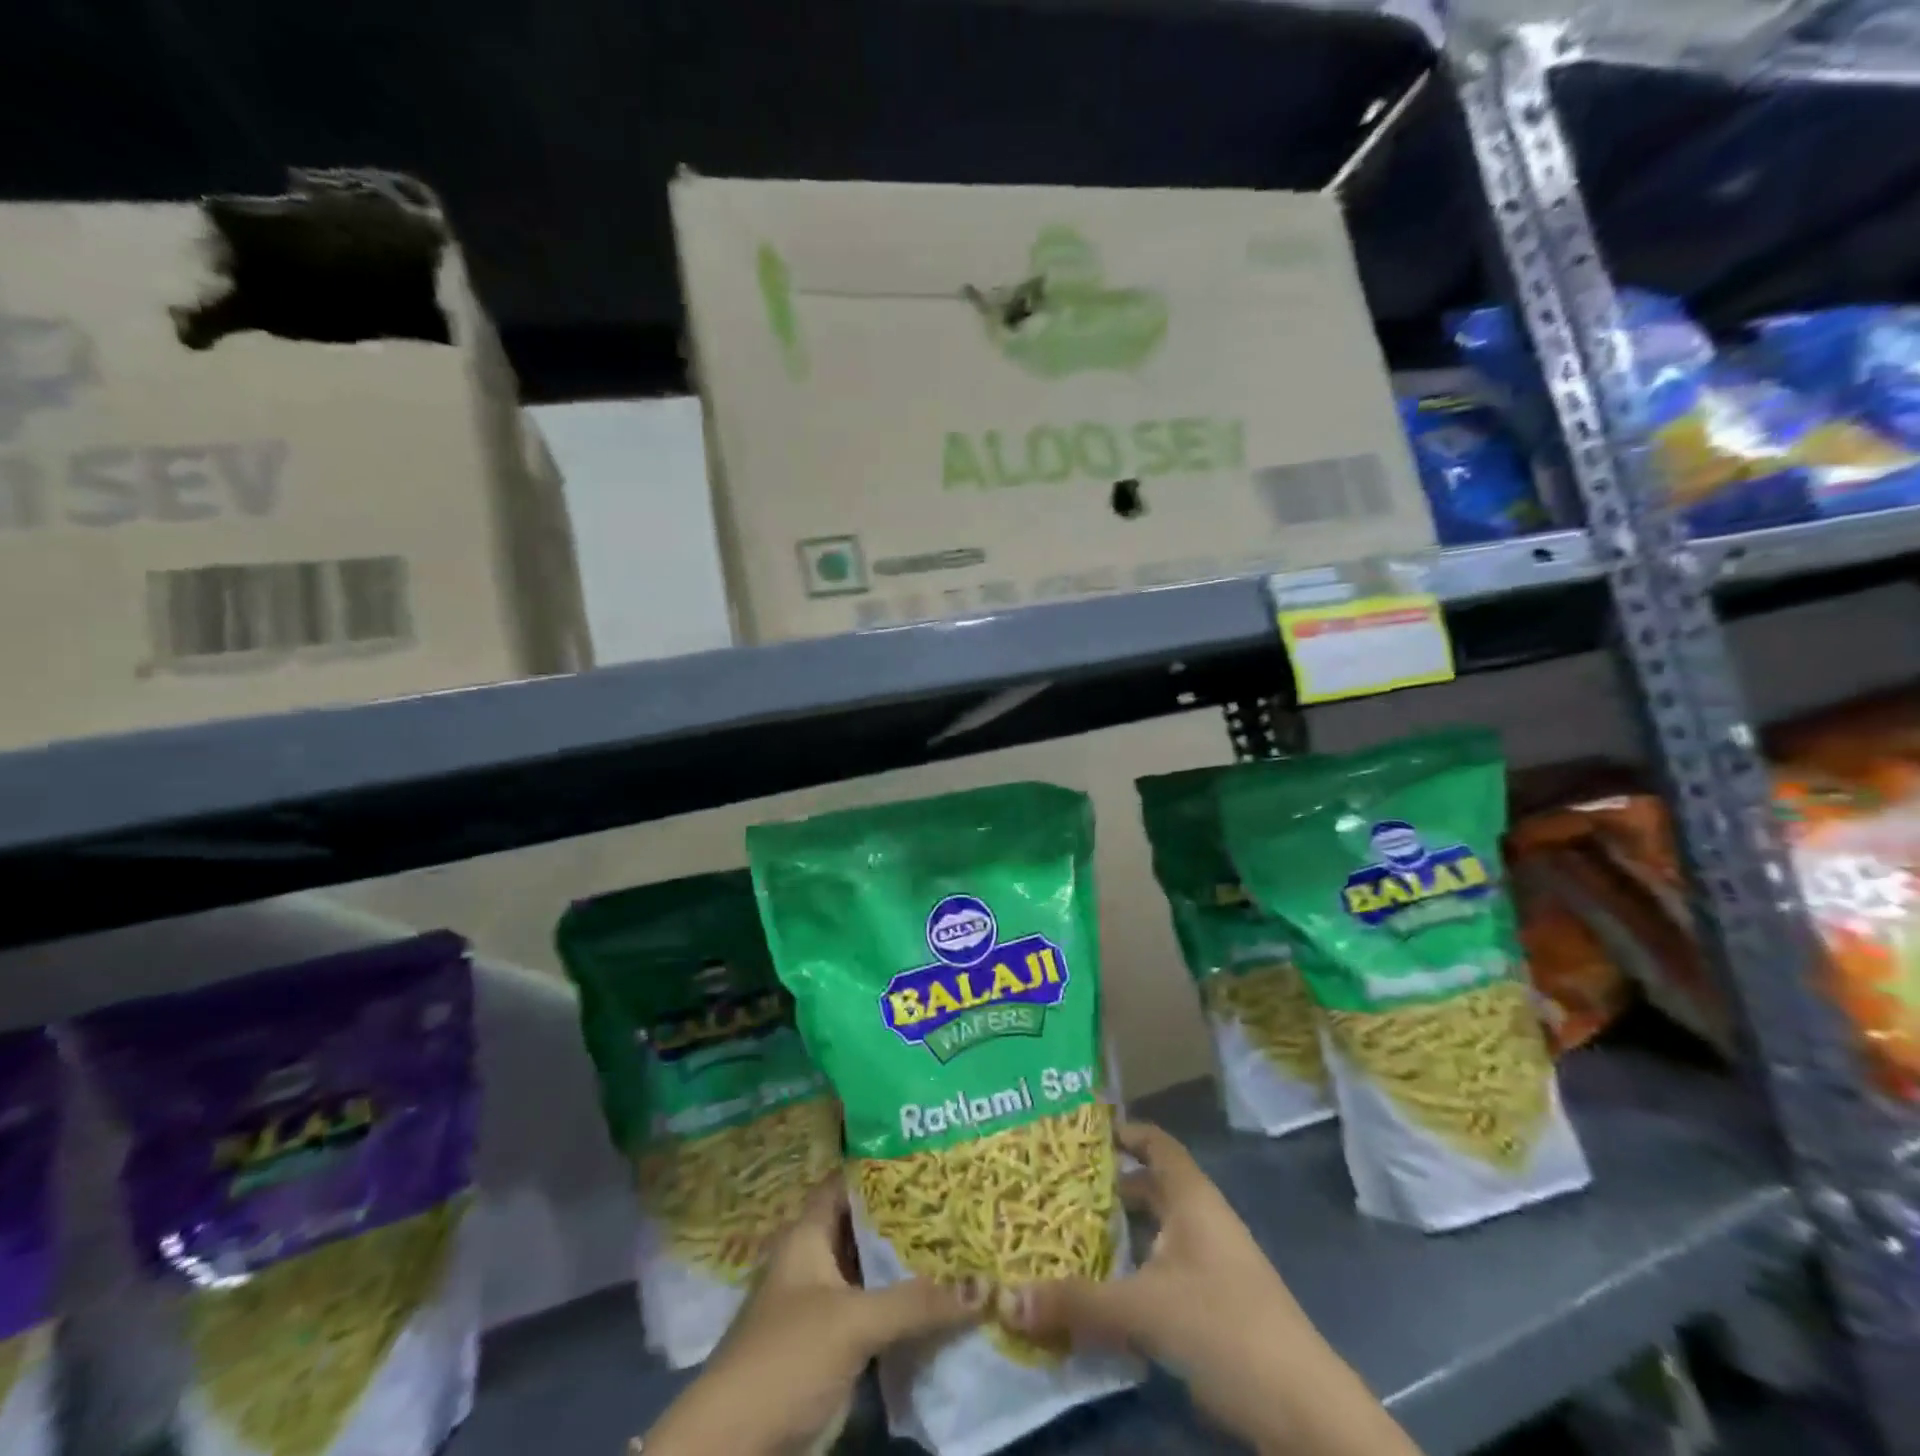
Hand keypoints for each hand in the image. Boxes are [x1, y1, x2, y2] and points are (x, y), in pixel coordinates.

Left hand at [642, 1177, 986, 1455]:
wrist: (734, 1449)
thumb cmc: (786, 1358)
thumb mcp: (853, 1321)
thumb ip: (916, 1301)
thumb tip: (985, 1285)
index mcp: (807, 1234)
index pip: (848, 1182)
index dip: (883, 1167)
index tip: (929, 1156)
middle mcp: (814, 1260)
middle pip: (865, 1227)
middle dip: (908, 1218)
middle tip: (959, 1201)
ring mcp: (821, 1306)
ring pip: (872, 1273)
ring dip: (908, 1266)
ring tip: (963, 1244)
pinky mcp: (830, 1348)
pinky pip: (873, 1314)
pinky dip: (902, 1308)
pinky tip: (943, 1302)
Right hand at [1000, 1121, 1416, 1455]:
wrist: (1307, 1414)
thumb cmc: (1226, 1330)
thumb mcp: (1144, 1311)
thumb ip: (1076, 1303)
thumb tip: (1005, 1296)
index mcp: (1192, 1199)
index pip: (1156, 1143)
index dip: (1122, 1131)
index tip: (1078, 1132)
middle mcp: (1202, 1222)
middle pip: (1151, 1188)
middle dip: (1108, 1186)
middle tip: (1056, 1186)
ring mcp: (1213, 1266)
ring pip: (1157, 1234)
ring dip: (1119, 1235)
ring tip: (1067, 1236)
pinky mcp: (1216, 1308)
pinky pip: (1164, 1272)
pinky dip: (1134, 1273)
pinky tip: (1102, 1294)